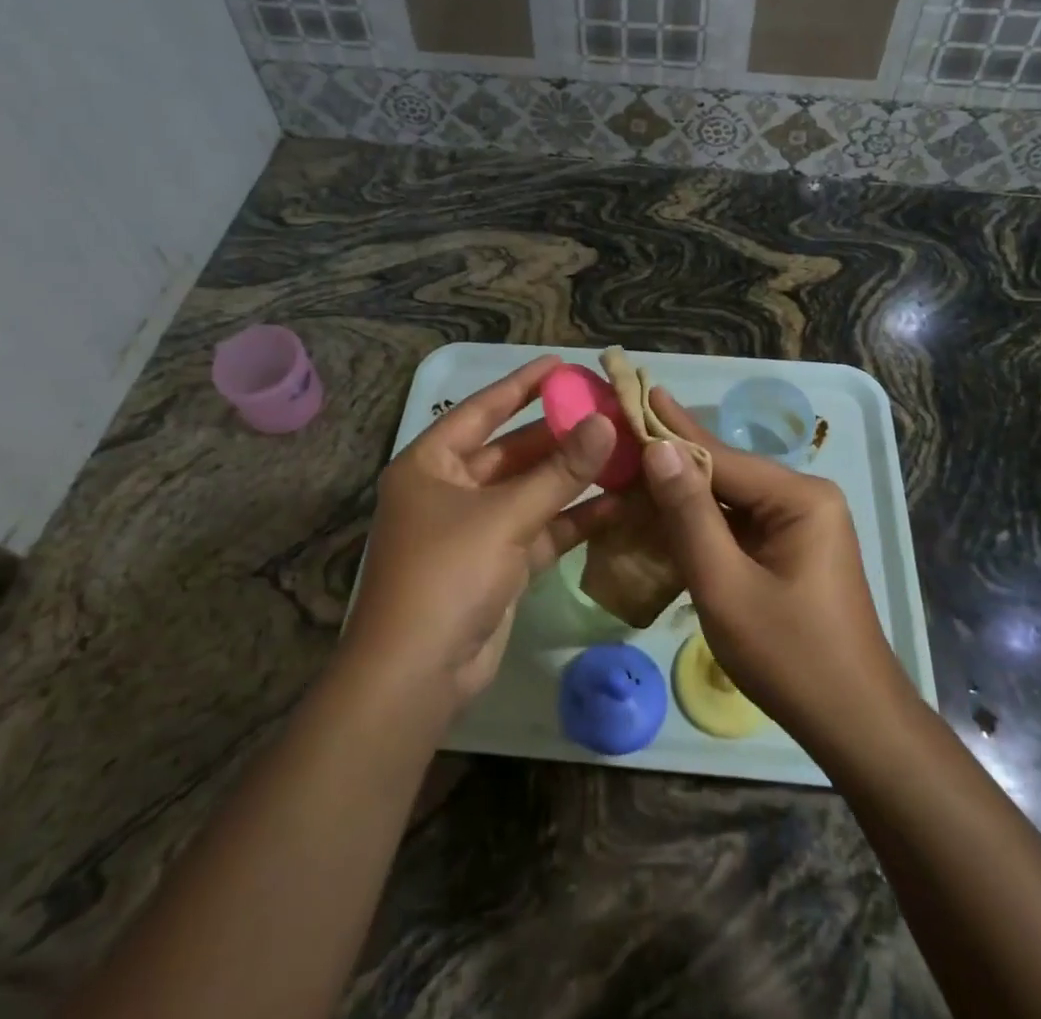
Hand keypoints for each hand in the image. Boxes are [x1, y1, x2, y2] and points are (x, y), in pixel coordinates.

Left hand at [341, 355, 616, 715]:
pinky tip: (617, 503)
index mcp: (431, 464)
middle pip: (512, 450)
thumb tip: (606, 424)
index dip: (522, 385)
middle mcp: (450, 489)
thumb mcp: (505, 516)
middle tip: (606, 410)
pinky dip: (573, 519)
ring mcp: (476, 529)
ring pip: (532, 491)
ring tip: (622, 450)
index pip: (482, 410)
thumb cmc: (447, 574)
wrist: (417, 676)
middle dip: (559, 434)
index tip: (562, 364)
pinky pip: (540, 529)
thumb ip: (559, 472)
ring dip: (572, 476)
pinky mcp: (498, 565)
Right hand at [637, 390, 913, 750]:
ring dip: (685, 492)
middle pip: (726, 472)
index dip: (671, 431)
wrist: (854, 724)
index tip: (636, 393)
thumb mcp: (726, 586)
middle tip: (626, 427)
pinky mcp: (793, 549)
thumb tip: (659, 449)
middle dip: (675, 457)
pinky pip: (740, 524)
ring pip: (730, 499)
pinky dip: (703, 522)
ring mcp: (802, 524)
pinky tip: (666, 512)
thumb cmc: (790, 656)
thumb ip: (690, 515)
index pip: (721, 456)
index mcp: (800, 497)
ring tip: (635, 463)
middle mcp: (806, 498)